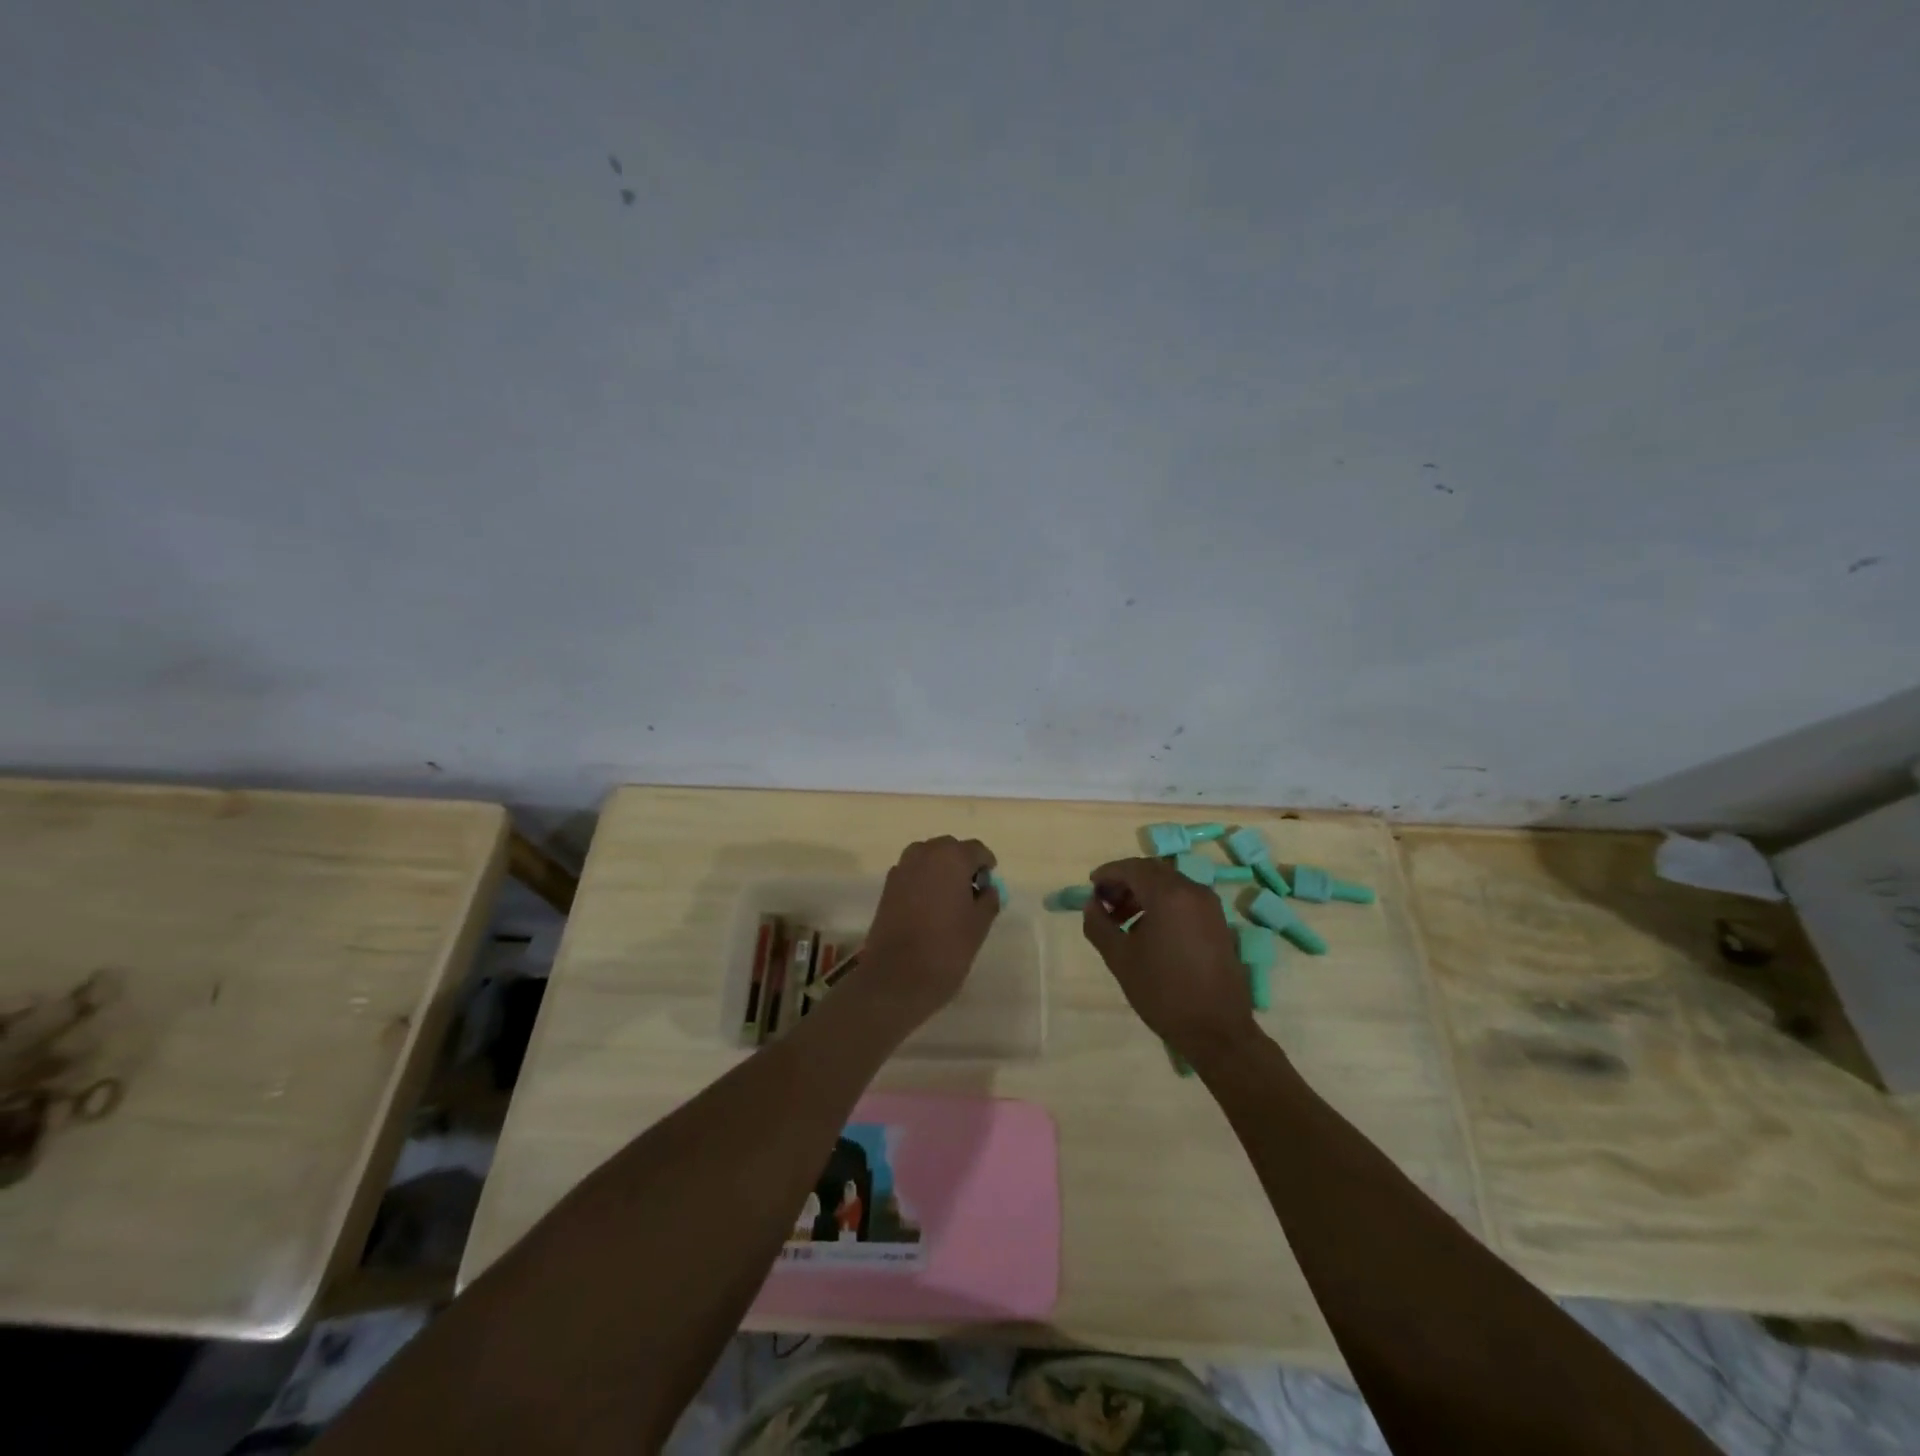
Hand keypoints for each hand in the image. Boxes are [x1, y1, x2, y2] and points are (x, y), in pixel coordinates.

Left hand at [854, 836, 999, 1031]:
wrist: (897, 977)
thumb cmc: (947, 948)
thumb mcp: (979, 925)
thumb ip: (988, 900)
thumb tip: (987, 889)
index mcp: (951, 857)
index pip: (976, 849)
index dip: (986, 865)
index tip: (990, 884)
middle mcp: (924, 854)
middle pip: (949, 848)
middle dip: (962, 863)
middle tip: (972, 891)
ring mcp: (902, 868)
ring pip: (928, 858)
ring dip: (940, 870)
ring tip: (949, 898)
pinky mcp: (887, 887)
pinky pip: (912, 873)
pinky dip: (923, 881)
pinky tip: (928, 906)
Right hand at [1081, 857, 1260, 1066]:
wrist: (1216, 1030)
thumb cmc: (1163, 992)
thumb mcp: (1120, 958)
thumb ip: (1099, 925)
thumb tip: (1091, 904)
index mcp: (1168, 895)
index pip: (1132, 868)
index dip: (1108, 873)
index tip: (1091, 887)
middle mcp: (1193, 891)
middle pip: (1152, 871)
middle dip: (1125, 882)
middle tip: (1104, 903)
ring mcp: (1210, 906)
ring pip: (1169, 884)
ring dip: (1143, 893)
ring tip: (1122, 920)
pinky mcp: (1219, 923)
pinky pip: (1184, 899)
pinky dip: (1162, 904)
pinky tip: (1148, 931)